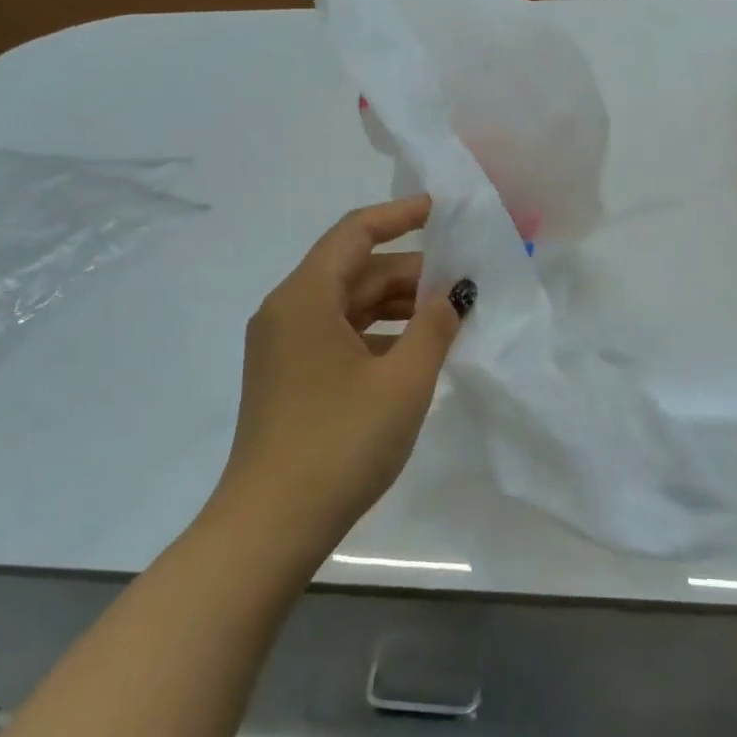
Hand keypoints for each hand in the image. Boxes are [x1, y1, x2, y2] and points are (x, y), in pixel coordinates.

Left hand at [211, 196, 469, 563]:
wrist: (271, 526)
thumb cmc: (341, 443)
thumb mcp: (403, 381)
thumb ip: (435, 327)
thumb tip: (455, 294)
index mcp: (305, 298)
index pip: (355, 232)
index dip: (400, 215)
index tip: (441, 210)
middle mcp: (287, 312)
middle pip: (355, 271)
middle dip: (411, 272)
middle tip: (464, 282)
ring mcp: (284, 348)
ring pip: (349, 305)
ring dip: (397, 306)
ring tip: (449, 318)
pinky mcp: (289, 378)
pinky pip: (339, 336)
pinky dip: (378, 335)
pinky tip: (414, 355)